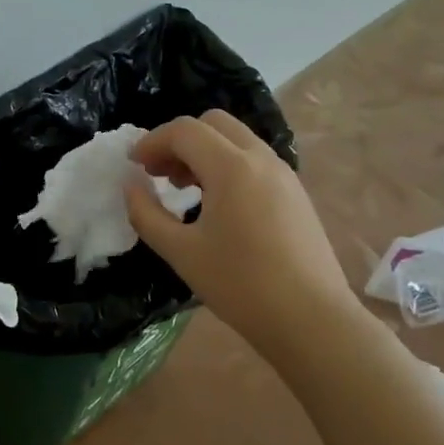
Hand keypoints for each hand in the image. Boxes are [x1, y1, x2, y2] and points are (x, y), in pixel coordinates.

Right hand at [126, 111, 363, 365]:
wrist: (312, 320)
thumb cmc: (240, 285)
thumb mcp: (180, 252)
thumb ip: (146, 214)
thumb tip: (131, 186)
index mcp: (232, 168)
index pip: (184, 131)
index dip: (151, 142)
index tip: (133, 166)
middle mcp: (261, 159)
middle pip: (213, 123)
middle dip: (178, 140)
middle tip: (158, 173)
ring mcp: (284, 175)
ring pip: (236, 139)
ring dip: (203, 151)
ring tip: (183, 188)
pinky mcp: (295, 193)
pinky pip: (253, 160)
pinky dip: (226, 165)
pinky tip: (215, 203)